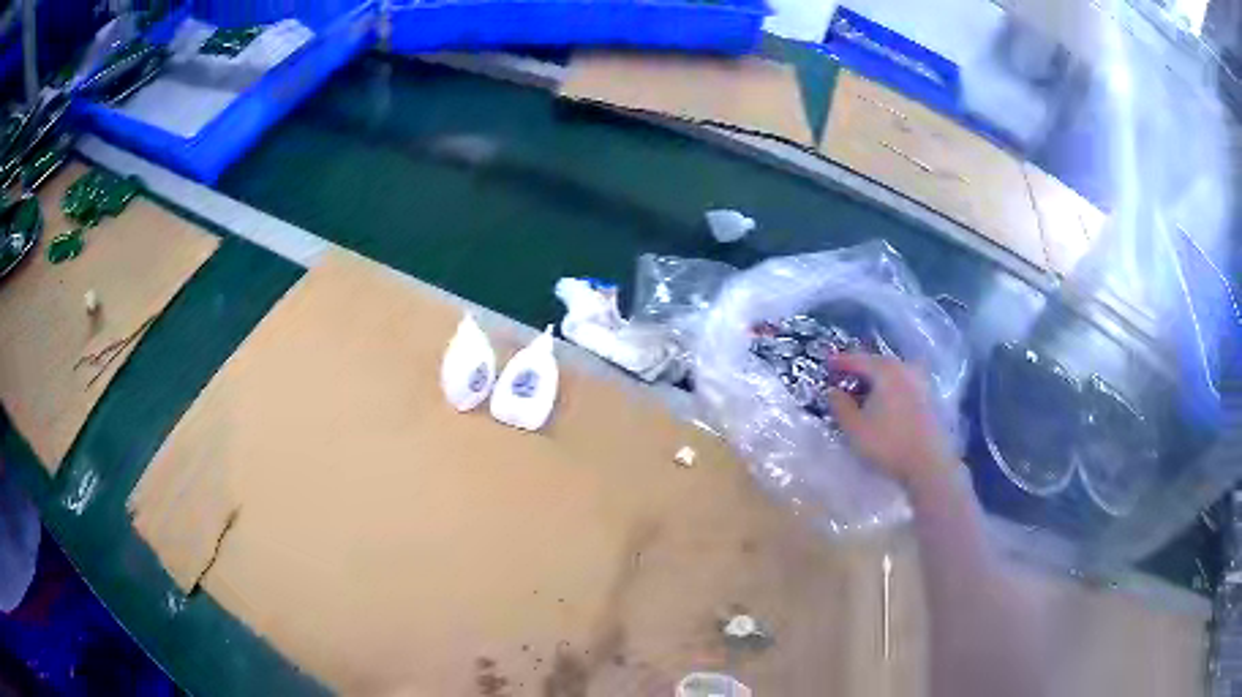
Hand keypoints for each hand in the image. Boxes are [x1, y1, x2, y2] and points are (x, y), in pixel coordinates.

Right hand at [825, 353, 956, 493]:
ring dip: (876, 381)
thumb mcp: (854, 428)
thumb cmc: (888, 443)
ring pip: (892, 375)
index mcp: (885, 370)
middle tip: (843, 380)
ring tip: (863, 394)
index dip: (840, 362)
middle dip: (859, 370)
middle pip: (877, 364)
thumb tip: (832, 391)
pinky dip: (890, 390)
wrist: (929, 463)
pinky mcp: (929, 398)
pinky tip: (884, 405)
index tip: (826, 365)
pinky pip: (903, 386)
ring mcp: (920, 382)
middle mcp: (905, 369)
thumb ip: (840, 406)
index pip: (857, 359)